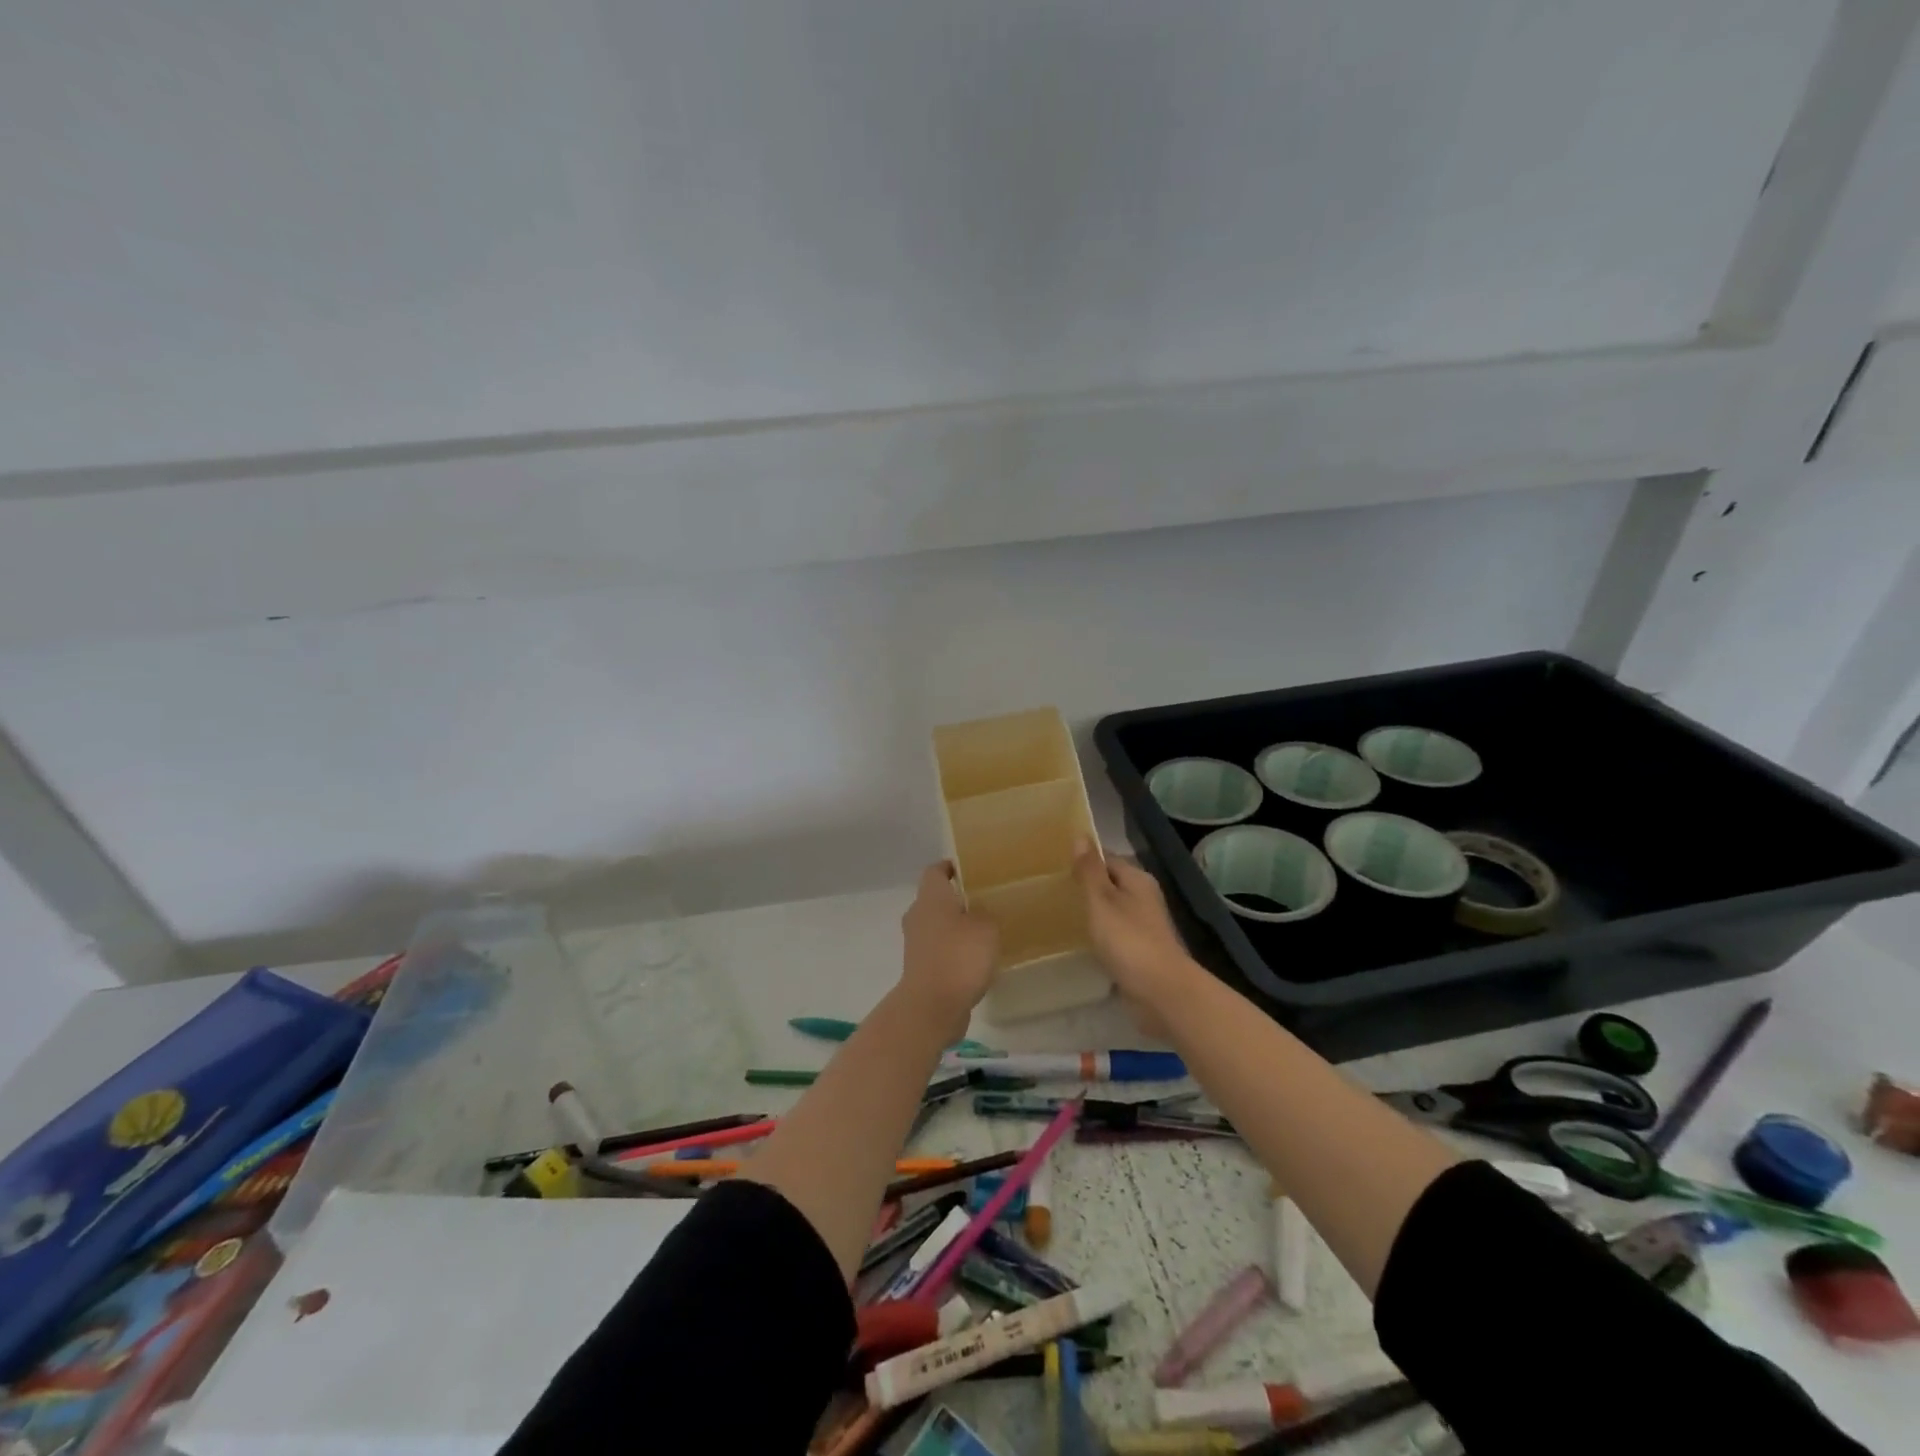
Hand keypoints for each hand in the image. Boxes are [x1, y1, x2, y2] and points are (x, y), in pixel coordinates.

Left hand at [899, 861, 998, 1042]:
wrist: (932, 1006)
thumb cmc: (959, 956)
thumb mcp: (986, 927)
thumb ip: (986, 912)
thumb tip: (981, 910)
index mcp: (930, 897)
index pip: (935, 871)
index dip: (951, 867)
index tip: (971, 869)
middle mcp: (918, 916)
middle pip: (936, 899)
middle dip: (958, 899)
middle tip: (986, 901)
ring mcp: (916, 944)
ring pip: (937, 926)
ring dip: (957, 928)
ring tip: (986, 932)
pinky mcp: (921, 969)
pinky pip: (940, 951)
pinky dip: (955, 951)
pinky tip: (977, 960)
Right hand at [1073, 840, 1199, 1035]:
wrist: (1161, 992)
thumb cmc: (1129, 940)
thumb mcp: (1102, 900)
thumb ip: (1090, 871)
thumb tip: (1081, 836)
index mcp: (1137, 880)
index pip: (1106, 858)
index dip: (1083, 859)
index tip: (1054, 863)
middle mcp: (1143, 898)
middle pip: (1109, 884)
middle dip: (1084, 886)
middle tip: (1049, 888)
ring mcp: (1143, 926)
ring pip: (1111, 911)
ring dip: (1090, 912)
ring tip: (1057, 912)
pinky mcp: (1138, 952)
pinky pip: (1113, 935)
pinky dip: (1097, 935)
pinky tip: (1077, 940)